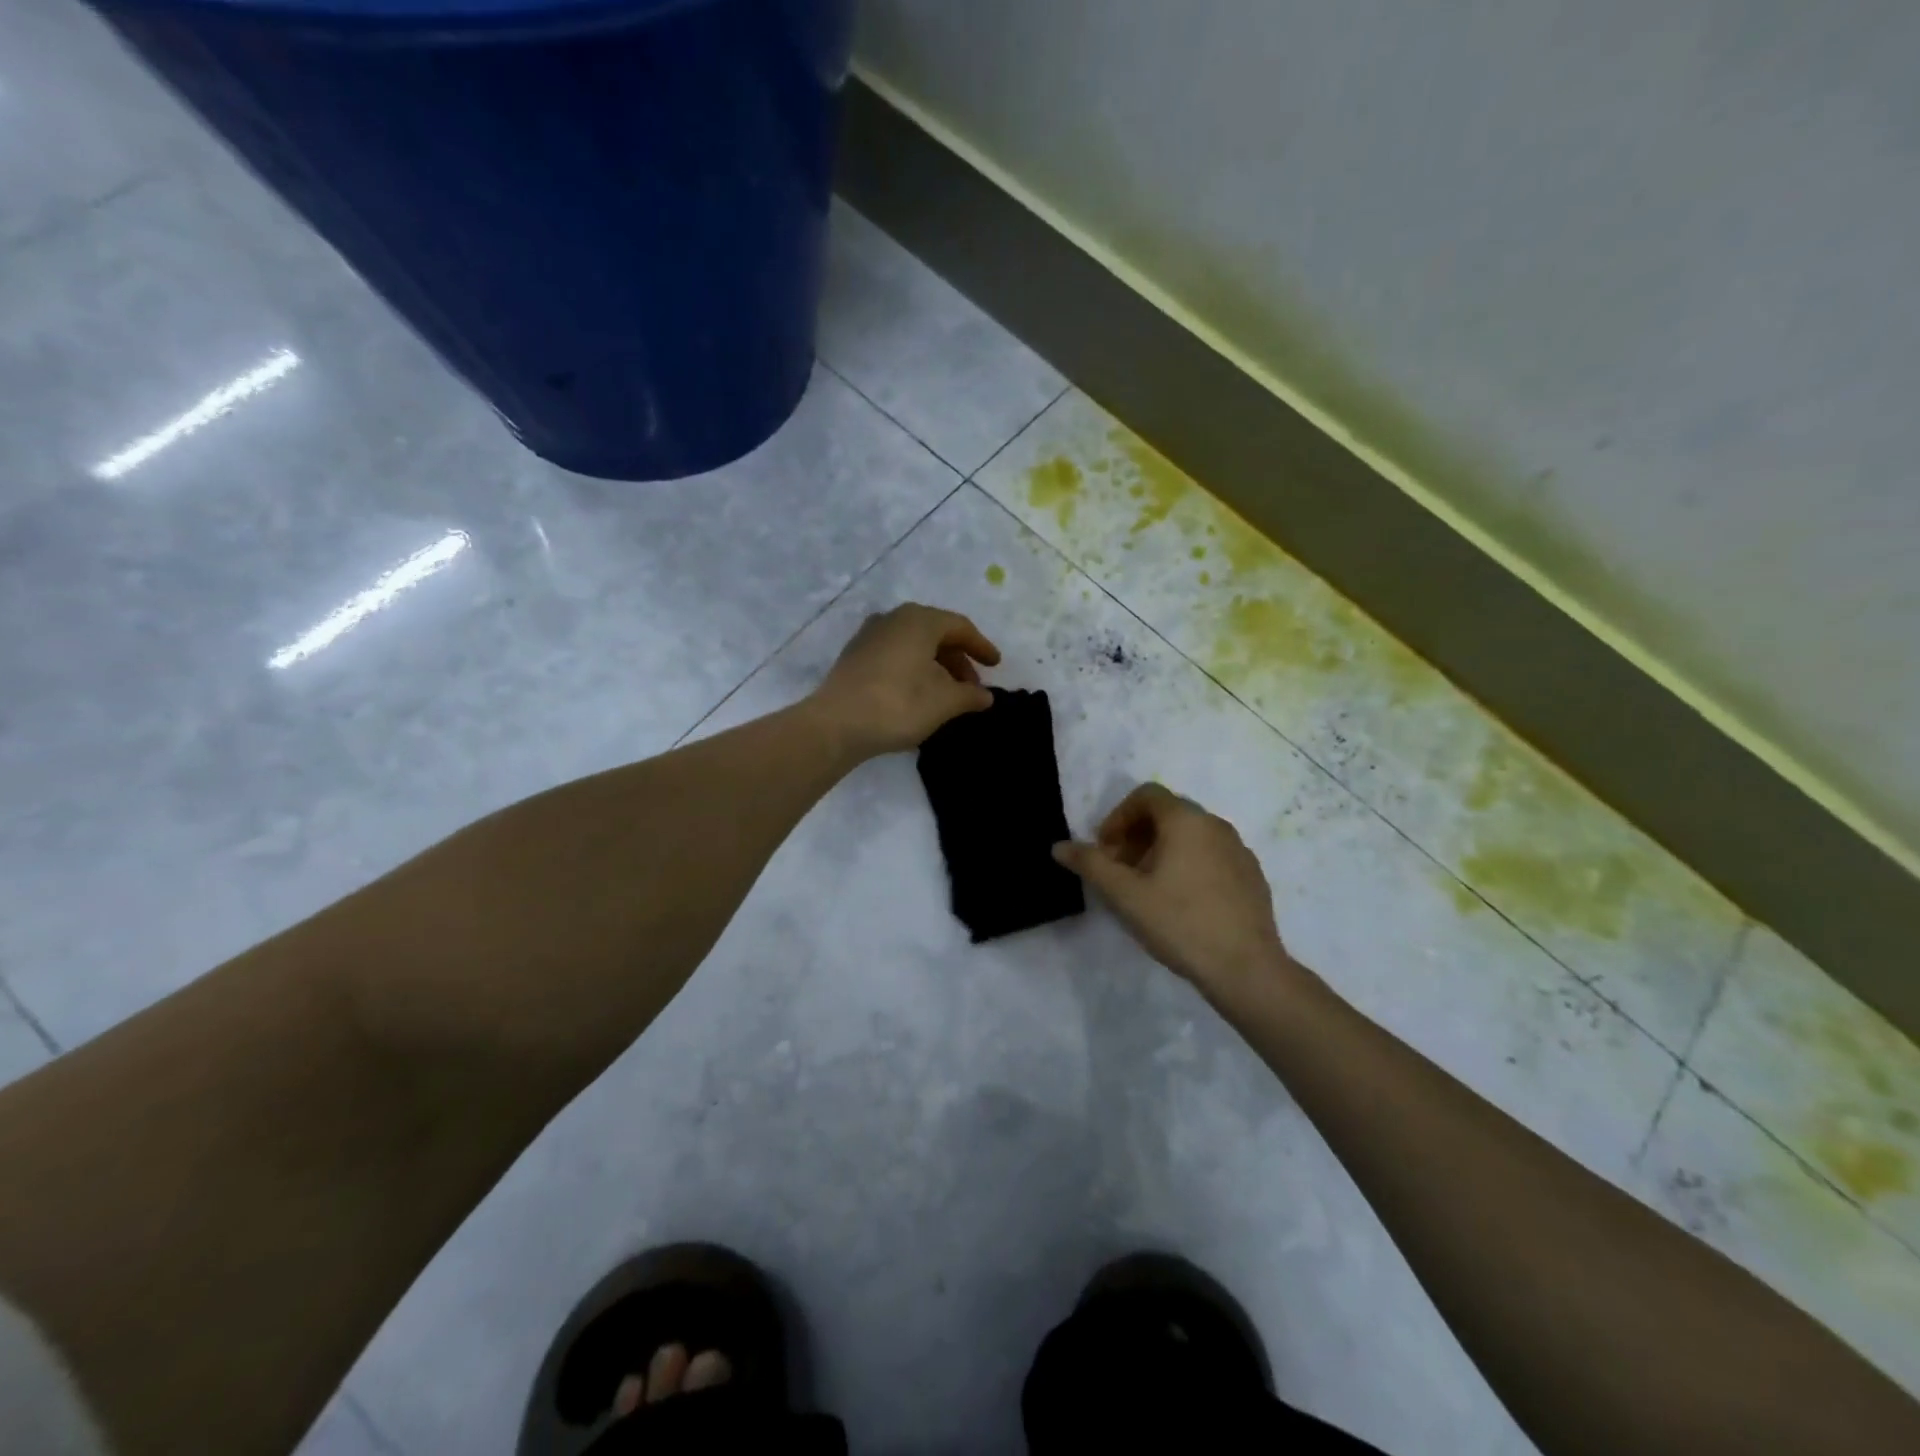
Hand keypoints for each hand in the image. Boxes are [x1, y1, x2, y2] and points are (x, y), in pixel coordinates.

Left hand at [808, 603, 1000, 758]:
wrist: (836, 724)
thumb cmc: (899, 705)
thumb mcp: (944, 702)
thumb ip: (970, 695)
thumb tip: (985, 696)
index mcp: (919, 620)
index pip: (960, 627)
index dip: (981, 647)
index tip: (996, 665)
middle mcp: (893, 618)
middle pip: (936, 633)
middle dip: (957, 660)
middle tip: (971, 686)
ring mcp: (869, 635)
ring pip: (914, 645)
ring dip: (935, 666)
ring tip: (946, 694)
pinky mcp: (854, 656)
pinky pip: (895, 655)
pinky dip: (913, 669)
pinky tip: (918, 694)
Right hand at [1053, 783, 1293, 1000]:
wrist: (1246, 969)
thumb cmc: (1180, 923)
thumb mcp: (1125, 895)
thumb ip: (1090, 865)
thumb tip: (1059, 846)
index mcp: (1186, 820)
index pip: (1146, 795)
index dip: (1118, 817)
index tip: (1105, 851)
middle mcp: (1216, 825)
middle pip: (1167, 814)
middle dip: (1136, 836)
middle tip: (1120, 871)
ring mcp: (1239, 850)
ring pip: (1190, 836)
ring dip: (1161, 851)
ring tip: (1147, 889)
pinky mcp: (1252, 875)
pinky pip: (1211, 855)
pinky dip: (1188, 864)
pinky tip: (1181, 903)